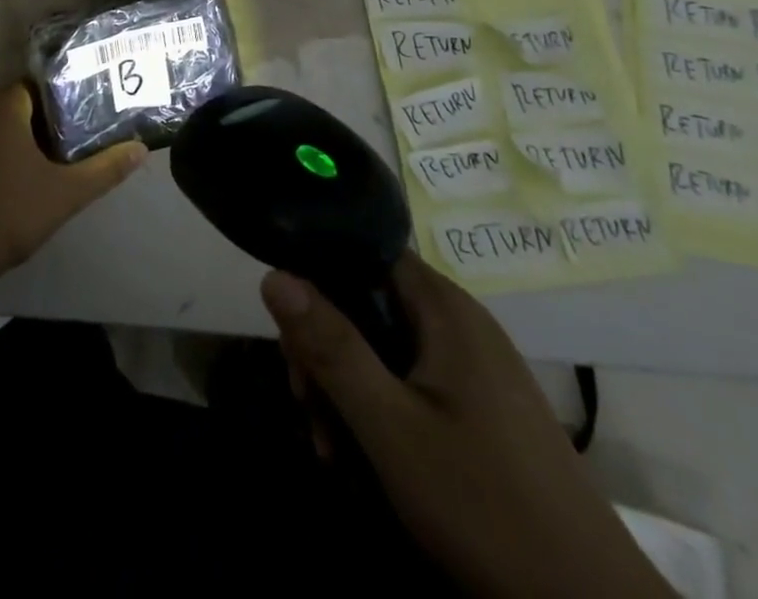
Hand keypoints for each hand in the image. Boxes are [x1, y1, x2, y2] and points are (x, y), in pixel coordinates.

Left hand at [0, 84, 145, 305]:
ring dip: (17, 141)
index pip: (39, 86)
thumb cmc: (8, 214)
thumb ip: (105, 169)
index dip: (63, 101)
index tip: (83, 121)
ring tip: (45, 167)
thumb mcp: (66, 194)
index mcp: (3, 106)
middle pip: (17, 106)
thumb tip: (141, 148)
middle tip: (71, 147)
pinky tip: (9, 185)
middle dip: (43, 123)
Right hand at [262, 256, 672, 598]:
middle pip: (367, 304)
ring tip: (328, 447)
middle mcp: (459, 323)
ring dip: (346, 389)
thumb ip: (331, 347)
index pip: (363, 253)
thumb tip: (273, 274)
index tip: (290, 331)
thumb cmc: (484, 505)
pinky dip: (378, 410)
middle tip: (305, 404)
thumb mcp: (390, 426)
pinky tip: (360, 458)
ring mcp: (473, 367)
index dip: (317, 279)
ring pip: (384, 348)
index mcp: (443, 308)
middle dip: (325, 350)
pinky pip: (410, 382)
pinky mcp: (480, 408)